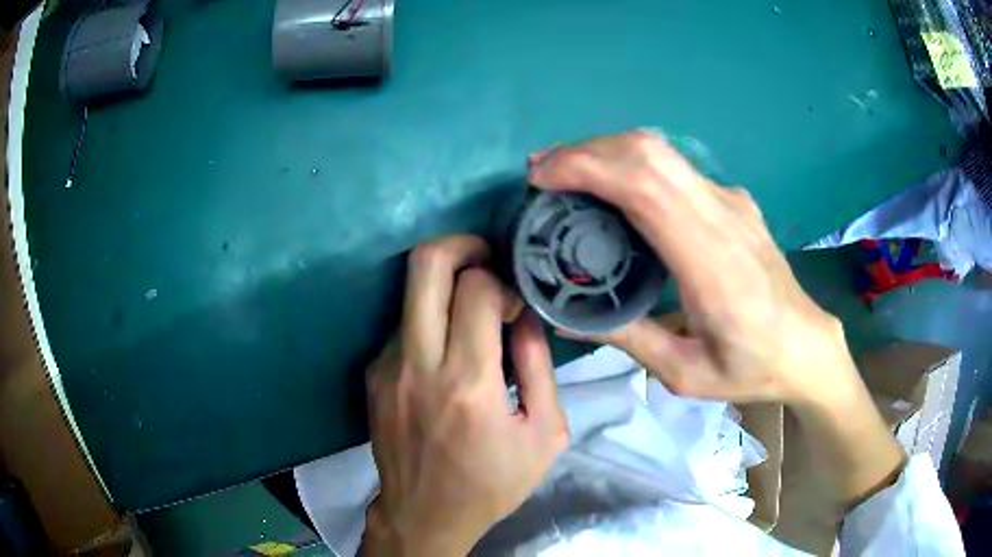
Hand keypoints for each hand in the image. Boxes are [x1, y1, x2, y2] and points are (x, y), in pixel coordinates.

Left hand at [363, 236, 568, 556]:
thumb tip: (524, 314)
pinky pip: (405, 326)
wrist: (424, 515)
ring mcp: (386, 367)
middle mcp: (418, 365)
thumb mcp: (545, 434)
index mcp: (468, 384)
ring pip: (412, 292)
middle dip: (461, 246)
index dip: (503, 281)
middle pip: (426, 264)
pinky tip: (447, 354)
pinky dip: (431, 323)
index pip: (477, 288)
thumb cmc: (492, 483)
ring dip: (446, 289)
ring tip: (471, 317)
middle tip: (486, 261)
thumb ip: (538, 367)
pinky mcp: (373, 375)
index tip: (514, 304)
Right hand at [529, 130, 856, 406]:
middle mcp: (723, 215)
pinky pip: (675, 167)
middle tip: (542, 172)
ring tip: (566, 174)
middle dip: (586, 151)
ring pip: (661, 151)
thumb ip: (626, 338)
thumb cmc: (751, 366)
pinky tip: (613, 187)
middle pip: (648, 152)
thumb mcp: (684, 373)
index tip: (541, 177)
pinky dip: (632, 164)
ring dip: (606, 151)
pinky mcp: (733, 200)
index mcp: (712, 262)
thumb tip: (563, 314)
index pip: (644, 187)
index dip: (587, 168)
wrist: (806, 344)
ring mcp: (731, 201)